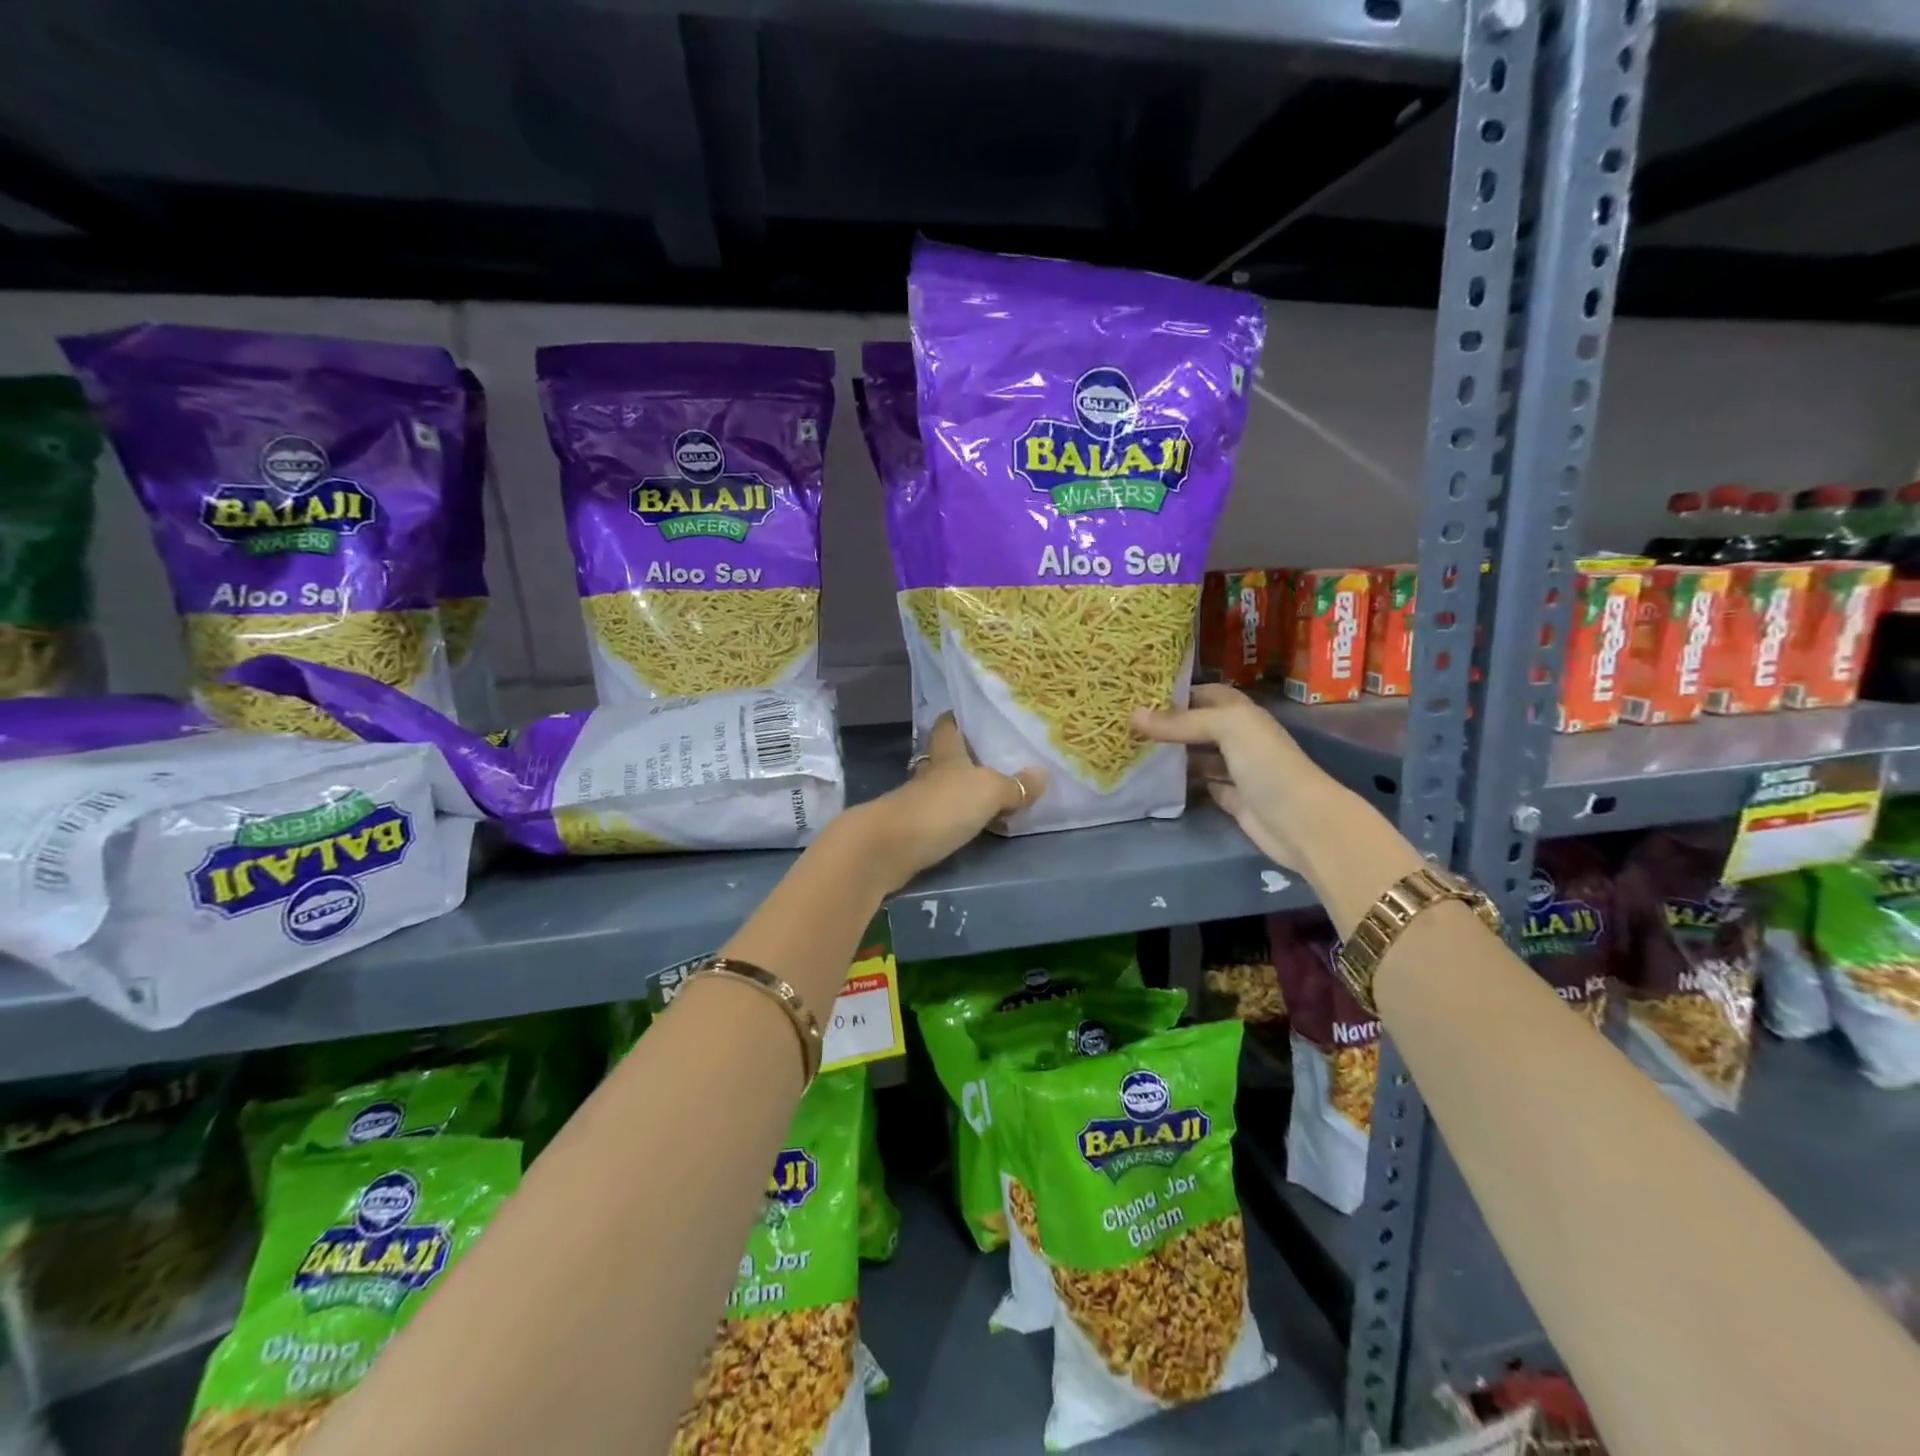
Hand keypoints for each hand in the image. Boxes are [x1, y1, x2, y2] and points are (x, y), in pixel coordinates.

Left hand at [852, 715, 1046, 890]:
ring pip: (946, 788)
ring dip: (965, 791)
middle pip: (948, 758)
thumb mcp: (987, 791)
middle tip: (1001, 757)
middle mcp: (930, 773)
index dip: (960, 717)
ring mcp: (919, 801)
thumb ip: (1014, 785)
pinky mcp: (914, 829)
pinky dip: (959, 818)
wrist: (889, 849)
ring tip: (997, 792)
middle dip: (970, 757)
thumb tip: (1042, 774)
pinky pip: (944, 817)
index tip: (979, 714)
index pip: (949, 725)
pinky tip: (977, 825)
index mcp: (946, 753)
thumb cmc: (940, 807)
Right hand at [1131, 684, 1341, 869]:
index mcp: (1241, 714)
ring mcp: (1236, 770)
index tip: (1138, 695)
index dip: (1176, 692)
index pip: (1204, 694)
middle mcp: (1238, 737)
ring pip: (1197, 756)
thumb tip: (1133, 716)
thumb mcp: (1226, 728)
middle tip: (1126, 726)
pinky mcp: (1232, 800)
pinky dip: (1182, 784)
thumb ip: (1181, 722)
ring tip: (1134, 751)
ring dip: (1172, 754)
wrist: (1301, 822)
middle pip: (1198, 725)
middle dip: (1168, 724)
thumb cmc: (1266, 764)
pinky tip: (1156, 781)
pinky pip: (1202, 785)